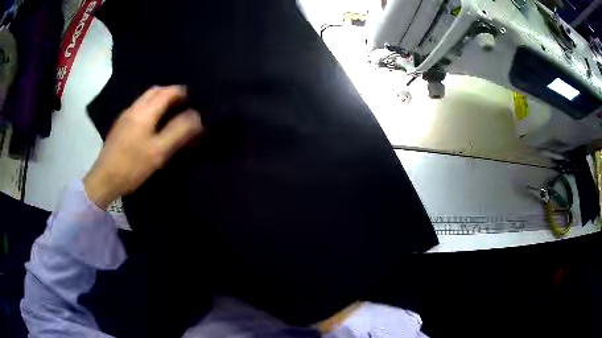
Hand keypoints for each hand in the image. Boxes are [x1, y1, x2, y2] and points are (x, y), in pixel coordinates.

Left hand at [84, 85, 202, 208]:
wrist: (104, 179)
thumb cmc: (132, 166)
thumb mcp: (158, 152)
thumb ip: (178, 132)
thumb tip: (197, 116)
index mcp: (144, 112)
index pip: (167, 92)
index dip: (182, 92)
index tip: (195, 98)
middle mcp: (134, 108)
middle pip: (155, 91)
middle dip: (171, 93)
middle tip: (184, 104)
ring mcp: (125, 116)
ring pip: (146, 98)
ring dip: (160, 99)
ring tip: (171, 112)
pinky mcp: (120, 125)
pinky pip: (139, 107)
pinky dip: (151, 107)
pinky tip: (153, 122)